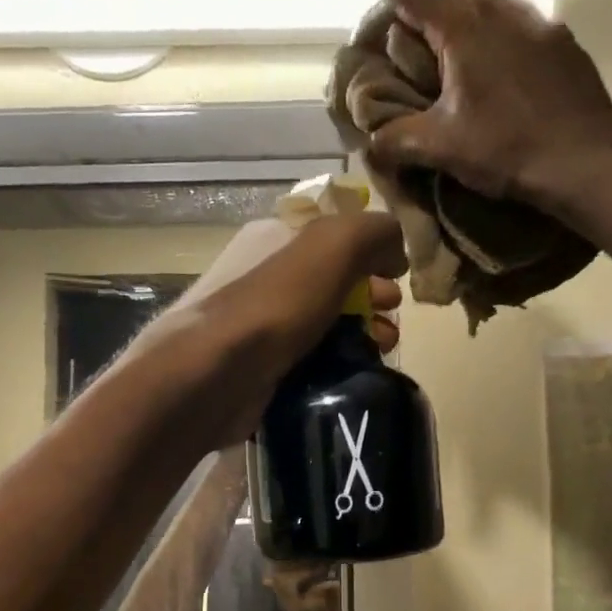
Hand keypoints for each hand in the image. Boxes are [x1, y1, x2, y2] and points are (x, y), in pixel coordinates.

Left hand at [148, 212, 406, 450]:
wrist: (214, 378)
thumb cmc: (273, 306)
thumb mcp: (332, 247)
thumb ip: (373, 232)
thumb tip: (396, 248)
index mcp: (274, 239)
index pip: (333, 235)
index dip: (371, 250)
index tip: (397, 274)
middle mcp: (266, 279)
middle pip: (334, 282)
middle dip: (372, 296)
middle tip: (390, 316)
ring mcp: (263, 327)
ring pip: (326, 324)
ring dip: (362, 333)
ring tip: (382, 349)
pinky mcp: (264, 370)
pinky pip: (312, 361)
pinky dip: (338, 365)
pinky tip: (355, 375)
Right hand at [365, 0, 611, 217]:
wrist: (583, 162)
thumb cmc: (504, 148)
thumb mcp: (439, 148)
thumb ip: (395, 139)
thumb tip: (370, 140)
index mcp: (464, 27)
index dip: (383, 16)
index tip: (375, 47)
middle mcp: (503, 10)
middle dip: (432, 25)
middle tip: (423, 68)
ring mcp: (540, 23)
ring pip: (494, 9)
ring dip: (471, 34)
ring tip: (465, 78)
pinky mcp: (566, 44)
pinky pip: (524, 32)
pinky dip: (505, 49)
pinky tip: (505, 89)